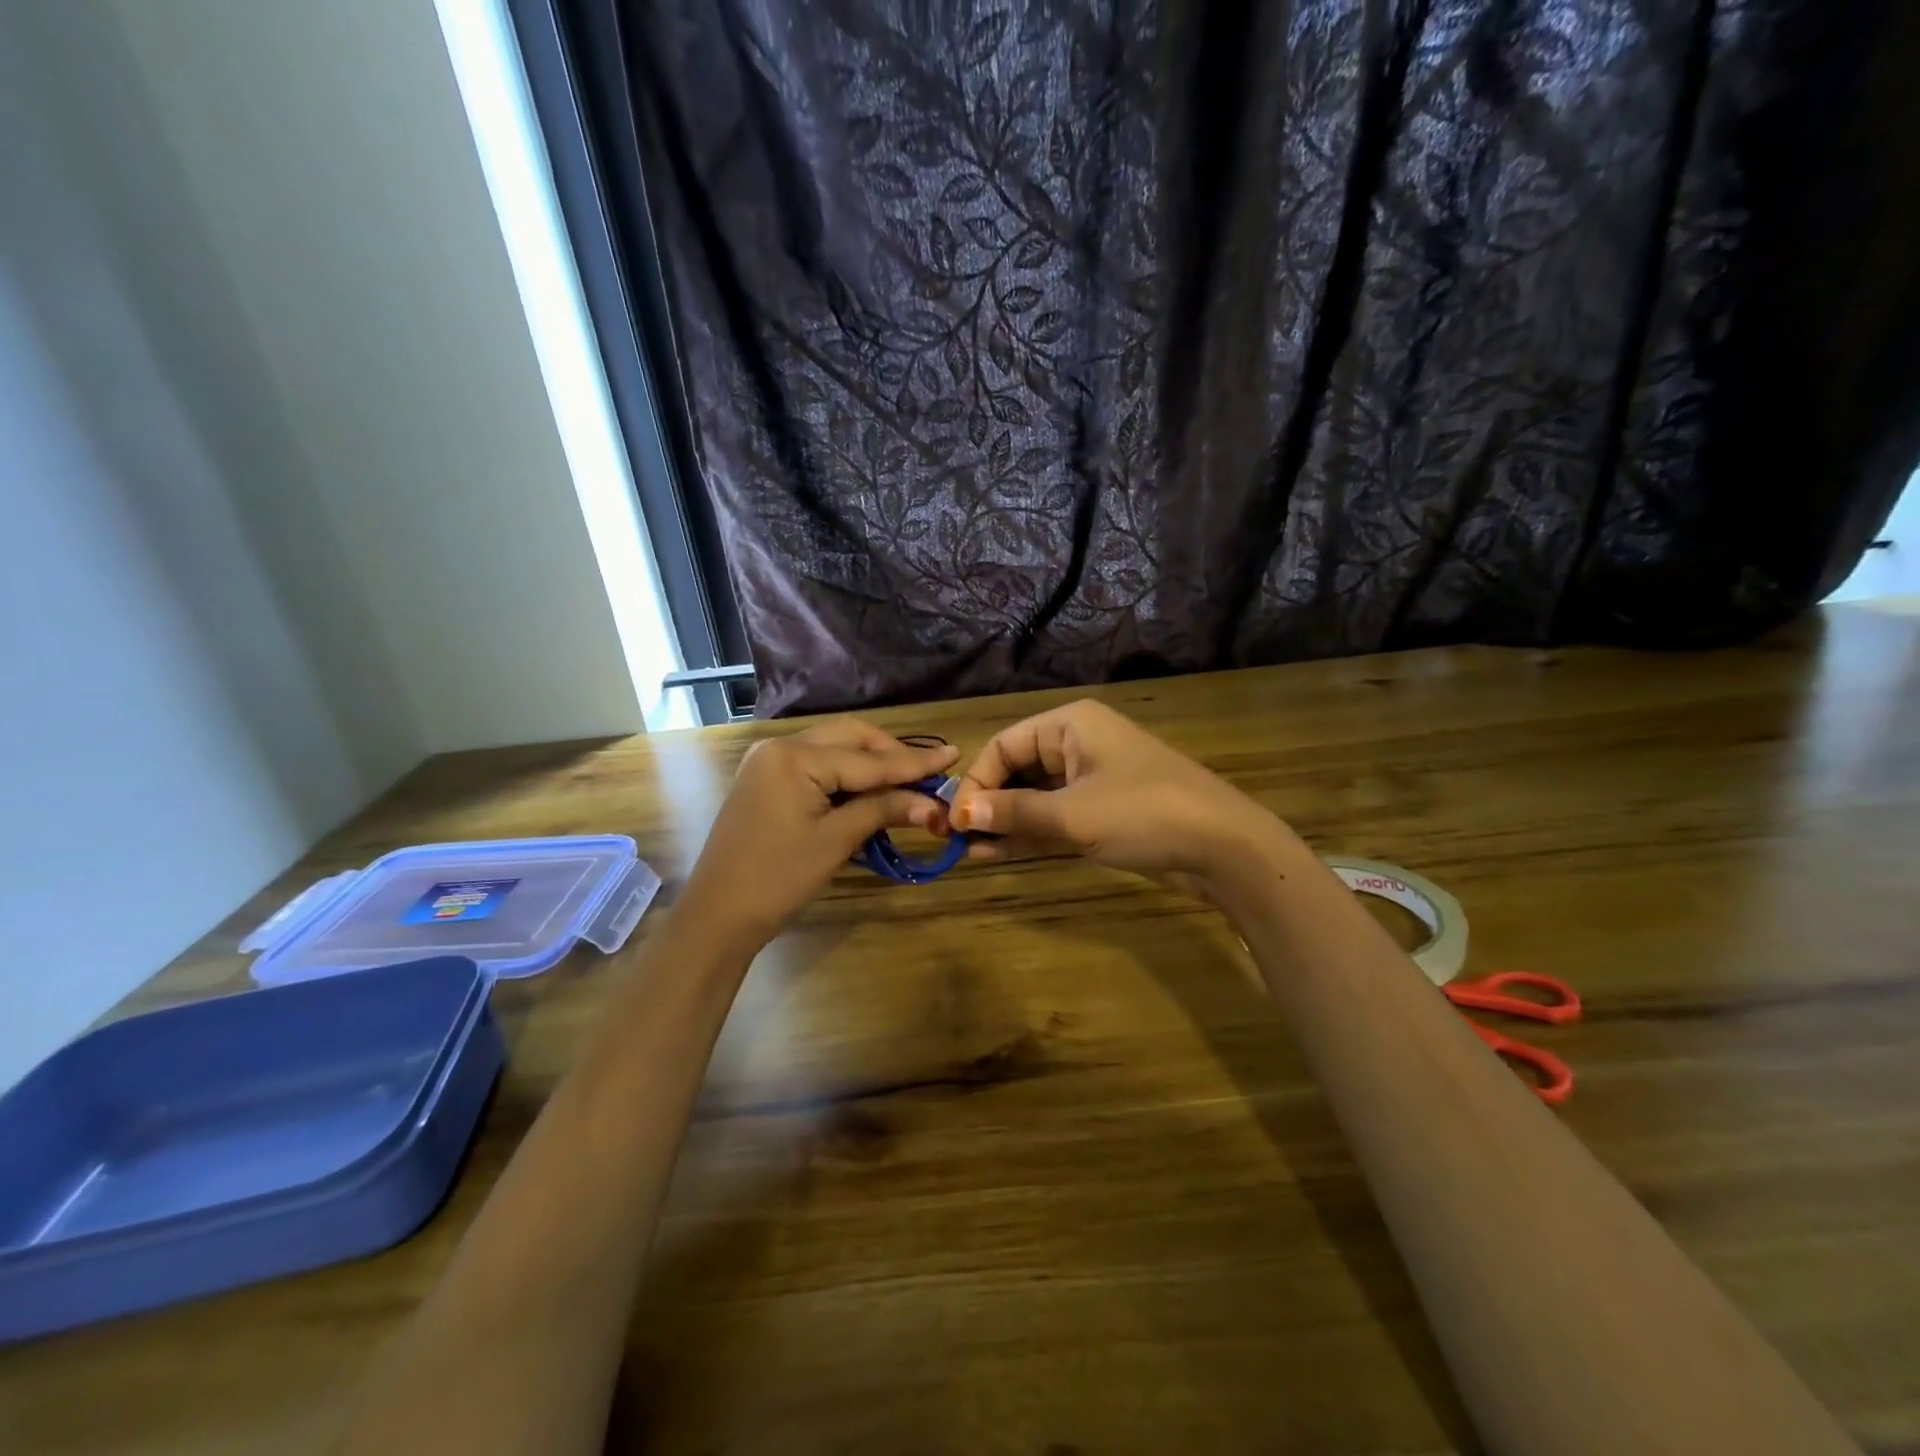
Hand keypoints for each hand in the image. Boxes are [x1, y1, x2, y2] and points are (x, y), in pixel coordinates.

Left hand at [677, 718, 958, 953]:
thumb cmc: (777, 879)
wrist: (717, 915)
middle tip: (929, 772)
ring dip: (871, 764)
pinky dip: (847, 777)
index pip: (868, 758)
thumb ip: (884, 810)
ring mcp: (769, 763)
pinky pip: (817, 766)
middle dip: (891, 754)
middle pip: (850, 738)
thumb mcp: (835, 842)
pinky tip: (871, 792)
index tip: (955, 754)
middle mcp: (780, 747)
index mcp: (794, 756)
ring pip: (834, 749)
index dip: (914, 762)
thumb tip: (934, 804)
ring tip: (907, 782)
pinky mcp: (767, 781)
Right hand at [948, 699, 1291, 892]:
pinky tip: (998, 854)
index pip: (1004, 745)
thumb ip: (1013, 812)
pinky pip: (1056, 817)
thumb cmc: (1144, 813)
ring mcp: (1093, 779)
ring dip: (1005, 823)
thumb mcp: (1072, 815)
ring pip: (1035, 797)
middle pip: (1017, 770)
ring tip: (970, 853)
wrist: (1224, 847)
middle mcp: (1078, 744)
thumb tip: (957, 815)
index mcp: (1071, 725)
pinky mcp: (1104, 811)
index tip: (956, 820)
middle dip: (989, 804)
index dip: (977, 781)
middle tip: (957, 840)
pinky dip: (1030, 834)